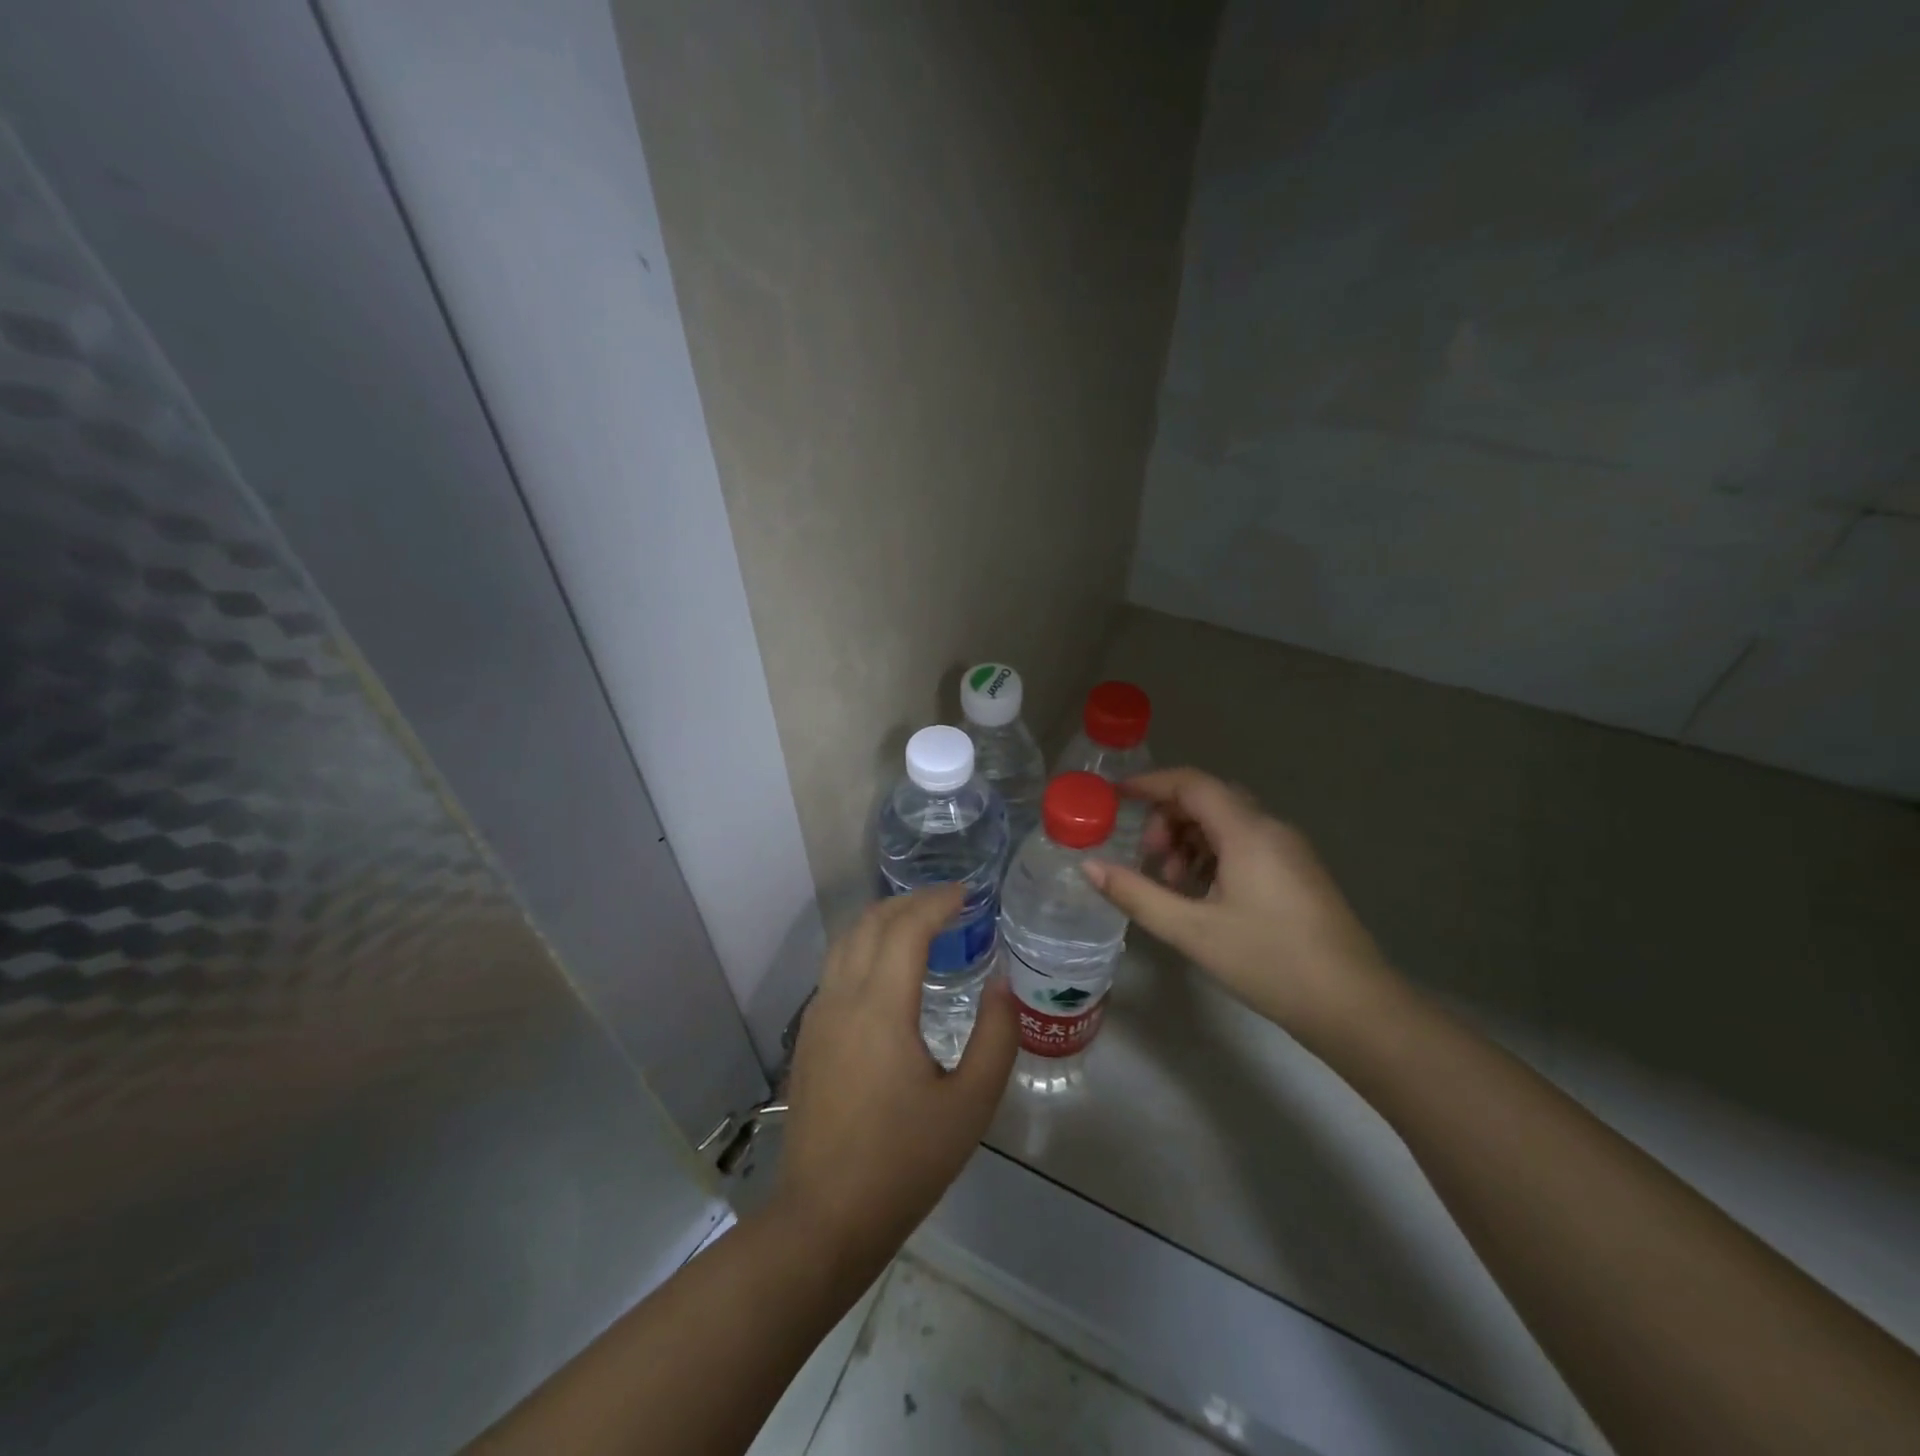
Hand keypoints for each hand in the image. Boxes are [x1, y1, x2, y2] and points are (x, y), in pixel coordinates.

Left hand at [773, 887, 1017, 1272]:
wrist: (824, 1218)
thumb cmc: (904, 1162)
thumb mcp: (970, 1105)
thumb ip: (994, 1036)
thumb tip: (1001, 984)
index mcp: (880, 1008)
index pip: (906, 928)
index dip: (938, 902)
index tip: (969, 894)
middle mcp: (842, 998)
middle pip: (870, 922)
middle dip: (910, 902)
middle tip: (950, 903)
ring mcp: (818, 1015)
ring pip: (846, 940)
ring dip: (884, 919)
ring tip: (922, 924)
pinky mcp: (809, 1035)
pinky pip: (836, 966)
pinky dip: (865, 945)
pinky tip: (889, 968)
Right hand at [1081, 768, 1392, 1046]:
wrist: (1353, 1006)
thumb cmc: (1268, 962)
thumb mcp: (1192, 930)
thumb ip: (1136, 894)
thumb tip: (1089, 867)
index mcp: (1247, 832)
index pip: (1191, 783)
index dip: (1150, 783)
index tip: (1115, 797)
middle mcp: (1271, 828)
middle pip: (1208, 800)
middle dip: (1168, 820)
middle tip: (1148, 859)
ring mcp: (1289, 850)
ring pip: (1227, 823)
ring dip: (1190, 841)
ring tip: (1172, 885)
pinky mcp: (1298, 873)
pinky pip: (1245, 844)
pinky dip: (1213, 856)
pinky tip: (1202, 896)